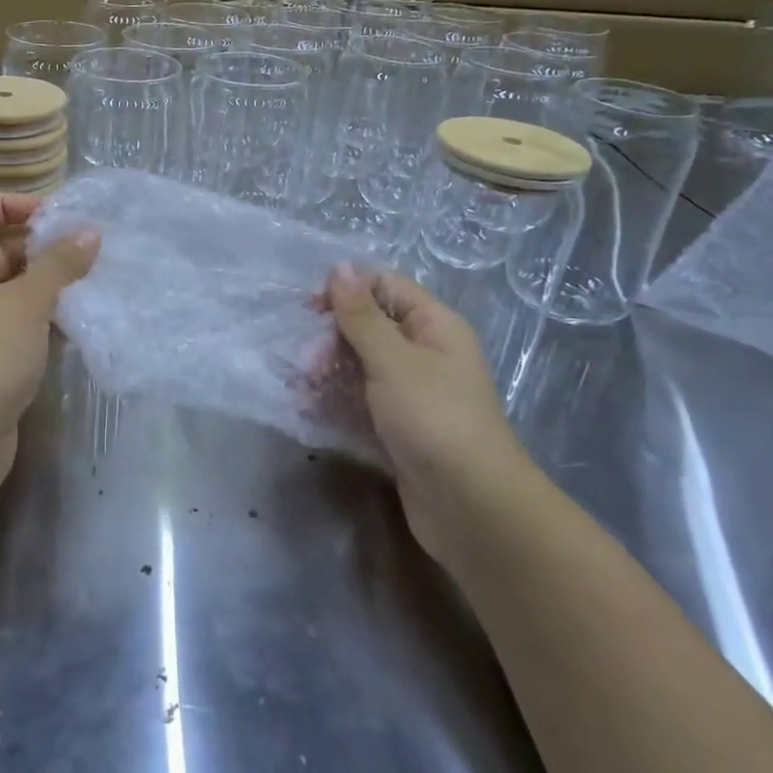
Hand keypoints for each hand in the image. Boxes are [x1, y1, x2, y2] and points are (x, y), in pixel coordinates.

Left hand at [0, 193, 98, 487]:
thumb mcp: (27, 301)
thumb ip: (59, 264)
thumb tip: (89, 233)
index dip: (7, 204)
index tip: (50, 213)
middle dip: (35, 246)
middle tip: (81, 247)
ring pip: (4, 289)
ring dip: (42, 283)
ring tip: (87, 278)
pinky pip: (9, 322)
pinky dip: (38, 316)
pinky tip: (75, 318)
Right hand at [325, 265, 527, 563]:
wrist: (471, 507)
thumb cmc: (433, 418)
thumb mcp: (392, 359)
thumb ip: (361, 314)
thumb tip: (340, 266)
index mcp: (434, 326)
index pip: (385, 287)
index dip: (348, 291)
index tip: (311, 310)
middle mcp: (425, 353)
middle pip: (370, 326)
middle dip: (333, 338)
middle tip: (307, 363)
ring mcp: (413, 393)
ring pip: (362, 365)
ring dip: (329, 371)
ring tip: (302, 389)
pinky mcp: (400, 427)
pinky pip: (362, 401)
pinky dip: (337, 400)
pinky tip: (310, 409)